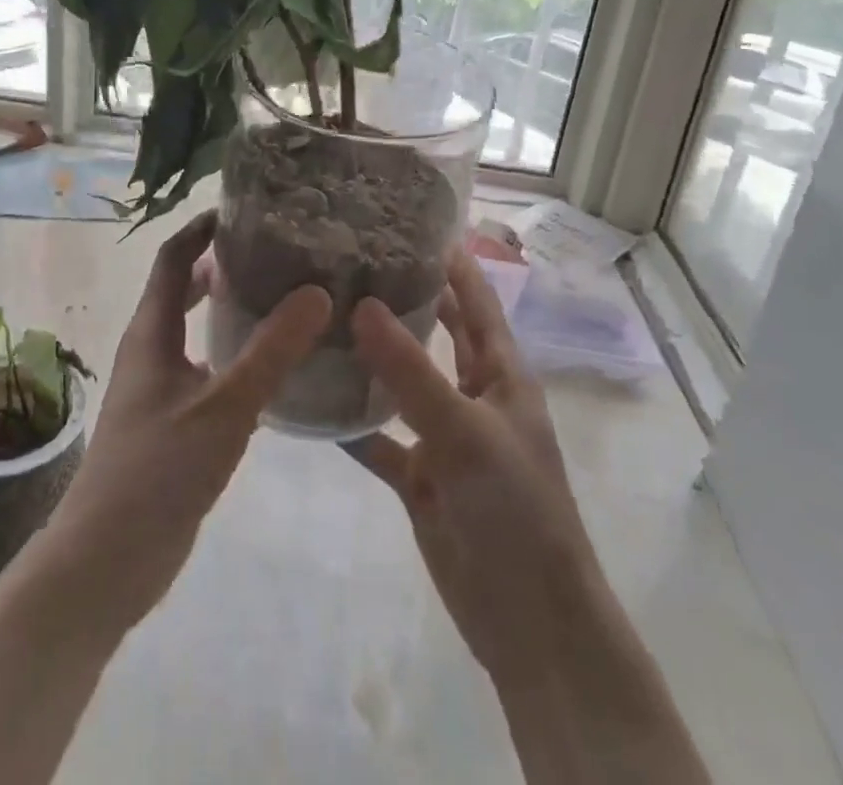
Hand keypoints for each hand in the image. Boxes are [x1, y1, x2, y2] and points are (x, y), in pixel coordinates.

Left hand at [42, 210, 330, 633]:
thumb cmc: (157, 472)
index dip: (202, 228)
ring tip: (282, 297)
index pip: (173, 257)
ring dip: (228, 307)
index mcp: (151, 331)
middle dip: (221, 263)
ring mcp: (158, 387)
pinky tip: (270, 367)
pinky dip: (232, 352)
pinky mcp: (171, 421)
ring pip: (194, 329)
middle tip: (276, 251)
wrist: (106, 562)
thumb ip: (271, 351)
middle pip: (182, 287)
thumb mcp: (224, 407)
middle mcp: (151, 348)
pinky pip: (204, 366)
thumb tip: (318, 291)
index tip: (246, 208)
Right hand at [345, 252, 599, 684]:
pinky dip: (352, 423)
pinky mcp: (420, 476)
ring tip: (323, 316)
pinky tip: (312, 401)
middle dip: (406, 296)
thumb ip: (412, 371)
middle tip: (352, 259)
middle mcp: (473, 393)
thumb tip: (361, 305)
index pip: (475, 298)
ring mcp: (444, 435)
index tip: (407, 219)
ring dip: (372, 355)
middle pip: (438, 331)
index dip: (450, 260)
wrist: (530, 623)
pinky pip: (380, 439)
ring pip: (402, 382)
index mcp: (501, 373)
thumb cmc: (517, 510)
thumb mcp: (466, 433)